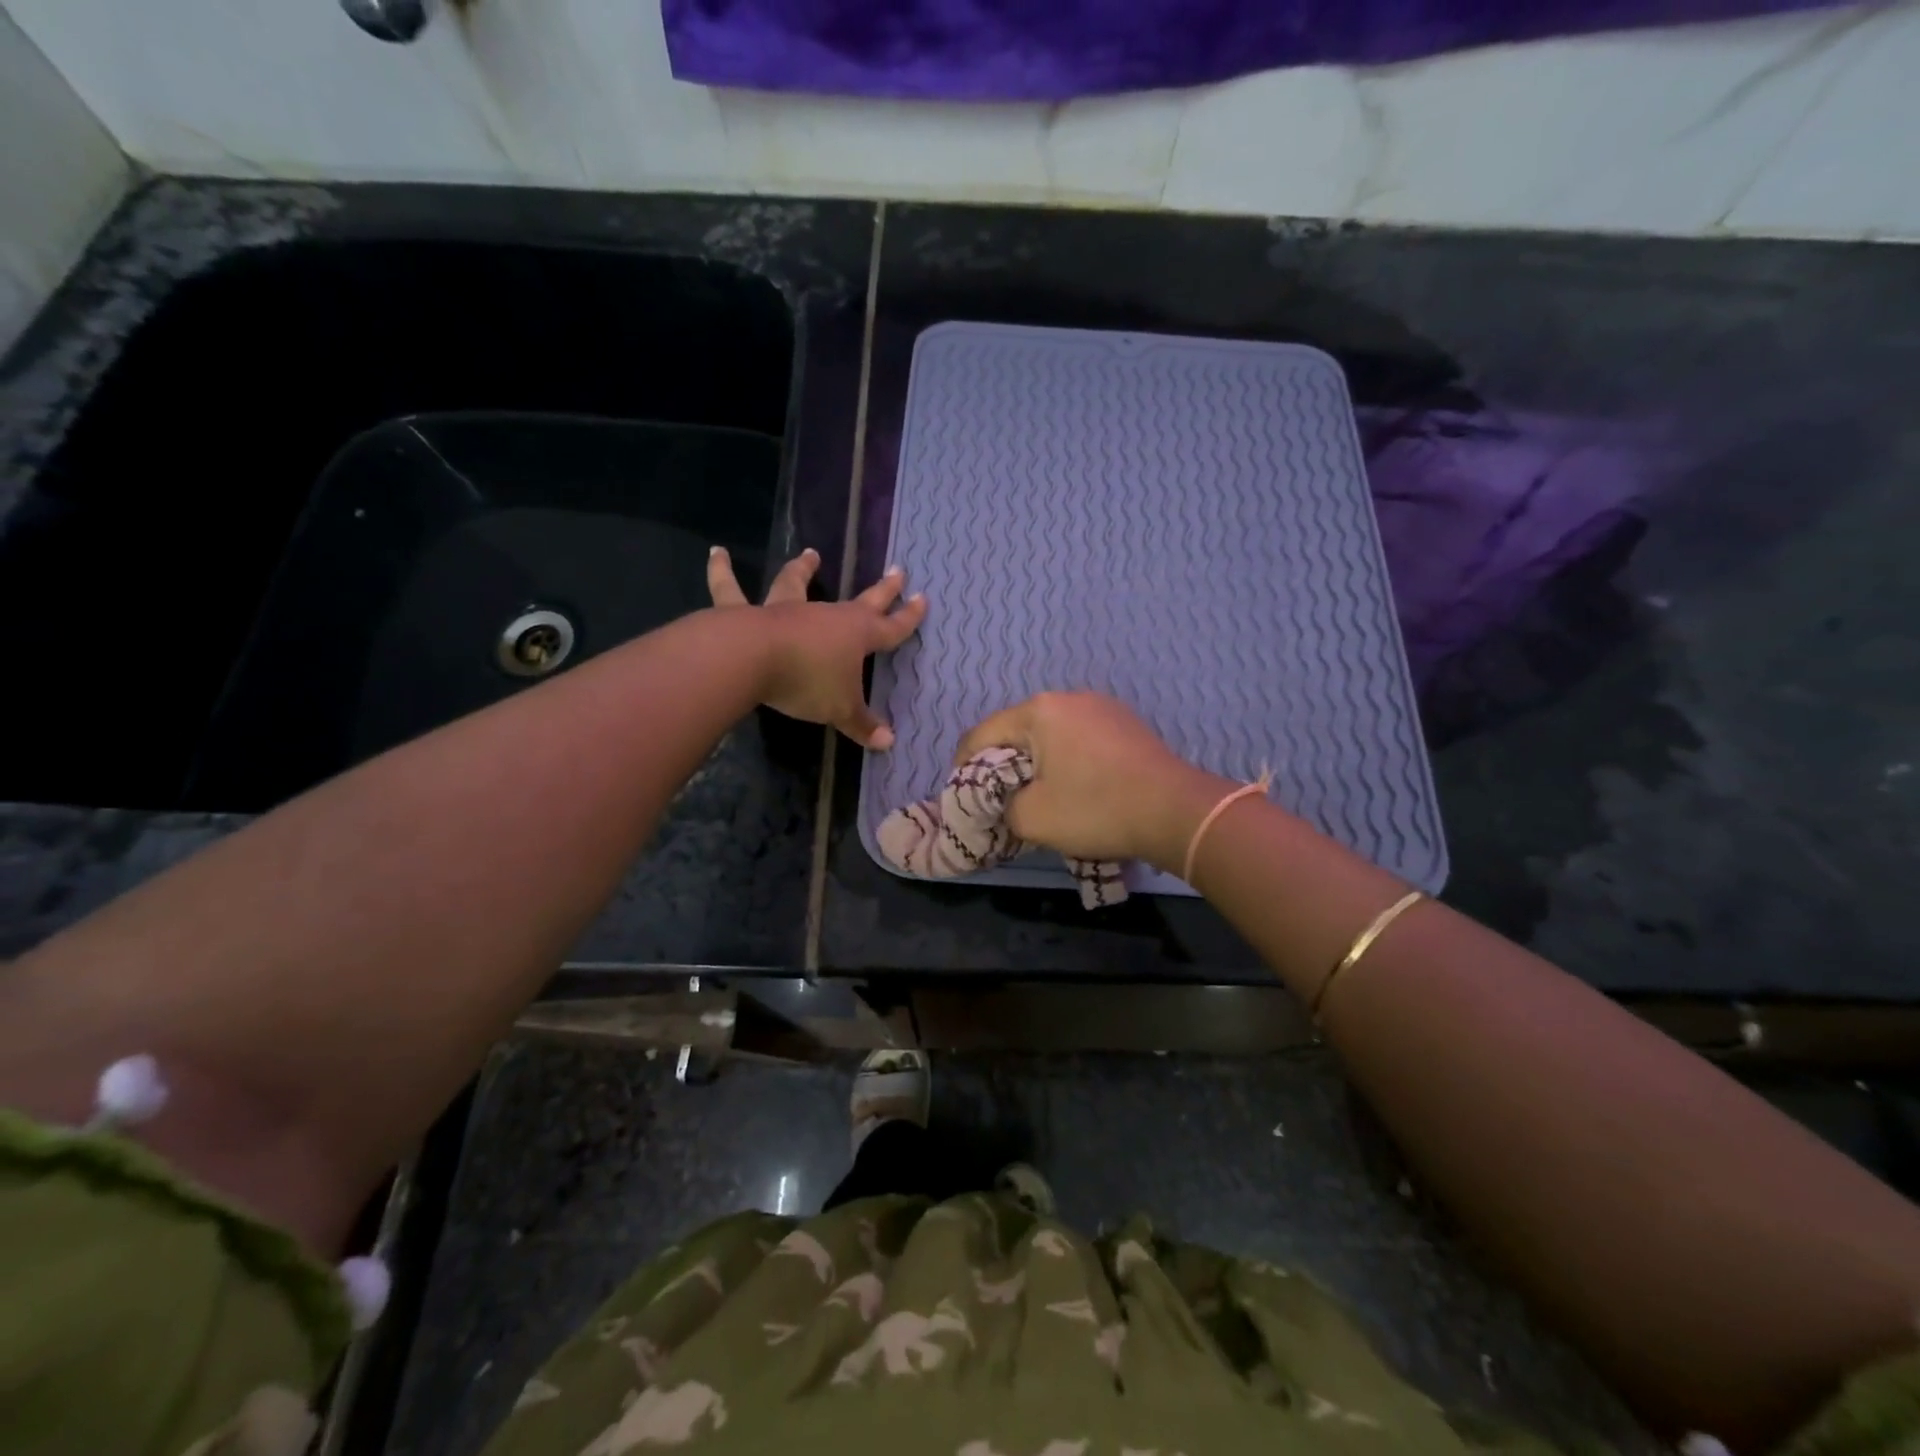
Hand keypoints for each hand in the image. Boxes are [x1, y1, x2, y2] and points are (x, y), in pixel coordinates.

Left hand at [708, 546, 926, 748]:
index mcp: (857, 635)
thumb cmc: (808, 681)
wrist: (755, 660)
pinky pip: (731, 589)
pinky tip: (718, 552)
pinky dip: (722, 570)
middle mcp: (826, 615)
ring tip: (810, 553)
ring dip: (803, 569)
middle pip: (862, 600)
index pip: (892, 627)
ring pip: (796, 584)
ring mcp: (786, 609)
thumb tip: (888, 742)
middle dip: (883, 589)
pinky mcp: (747, 612)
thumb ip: (863, 725)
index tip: (923, 599)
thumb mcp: (841, 710)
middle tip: (897, 571)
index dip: (909, 617)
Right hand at [954, 691, 1228, 866]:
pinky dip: (1066, 760)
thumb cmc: (1096, 808)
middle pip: (1018, 730)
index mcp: (1040, 711)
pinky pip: (1080, 738)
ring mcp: (1103, 707)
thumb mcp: (1032, 817)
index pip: (983, 733)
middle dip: (1001, 764)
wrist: (1176, 811)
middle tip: (998, 799)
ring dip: (1036, 762)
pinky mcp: (1126, 724)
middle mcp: (1069, 698)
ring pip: (1050, 734)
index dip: (963, 765)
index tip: (960, 794)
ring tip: (1037, 795)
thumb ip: (1002, 807)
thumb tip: (1008, 804)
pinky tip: (1075, 786)